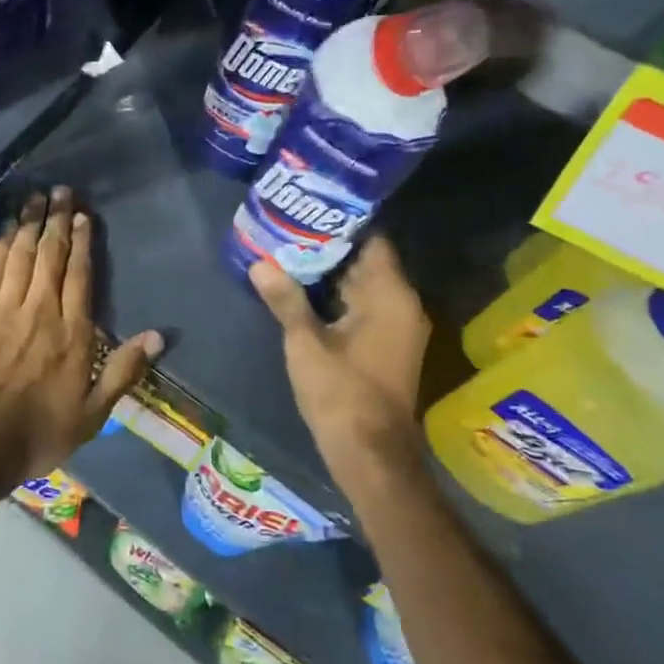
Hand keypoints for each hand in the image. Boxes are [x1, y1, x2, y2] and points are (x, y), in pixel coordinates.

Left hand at [0, 188, 163, 483]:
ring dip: (28, 224)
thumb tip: (158, 335)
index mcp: (72, 332)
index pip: (79, 274)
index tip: (82, 216)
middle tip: (60, 192)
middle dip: (56, 220)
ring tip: (34, 199)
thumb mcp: (93, 413)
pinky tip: (4, 233)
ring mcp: (3, 308)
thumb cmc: (38, 432)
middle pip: (50, 255)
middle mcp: (40, 310)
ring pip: (20, 255)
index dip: (81, 242)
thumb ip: (124, 370)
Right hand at [250, 237, 430, 466]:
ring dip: (330, 273)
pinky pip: (363, 306)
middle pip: (366, 261)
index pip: (372, 240)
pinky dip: (337, 297)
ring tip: (288, 252)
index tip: (308, 209)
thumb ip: (286, 300)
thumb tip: (260, 264)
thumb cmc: (341, 393)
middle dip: (328, 246)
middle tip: (288, 228)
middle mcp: (402, 305)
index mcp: (390, 296)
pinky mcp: (387, 345)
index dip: (341, 223)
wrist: (370, 454)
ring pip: (362, 285)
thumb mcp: (306, 343)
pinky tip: (302, 290)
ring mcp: (397, 326)